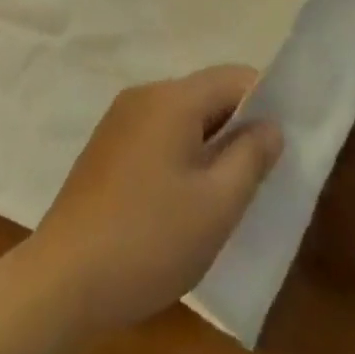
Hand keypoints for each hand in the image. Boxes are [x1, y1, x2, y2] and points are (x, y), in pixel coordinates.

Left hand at [30, 67, 283, 336]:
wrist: (66, 276)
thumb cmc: (150, 238)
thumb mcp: (216, 206)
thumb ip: (250, 158)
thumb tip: (270, 125)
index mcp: (172, 99)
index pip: (231, 77)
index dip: (265, 99)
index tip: (288, 137)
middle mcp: (144, 95)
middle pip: (205, 95)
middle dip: (238, 126)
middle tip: (265, 173)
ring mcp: (120, 119)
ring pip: (181, 117)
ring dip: (210, 143)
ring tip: (231, 190)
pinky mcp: (107, 147)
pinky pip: (157, 134)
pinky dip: (182, 153)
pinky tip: (188, 198)